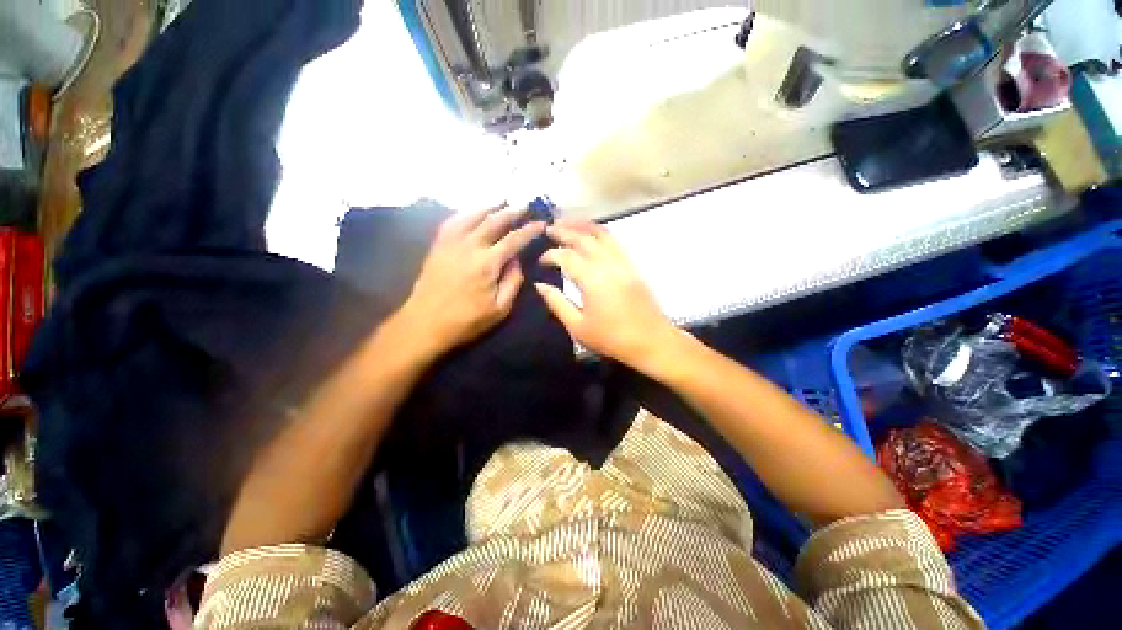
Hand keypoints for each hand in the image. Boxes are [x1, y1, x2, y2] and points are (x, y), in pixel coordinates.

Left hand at [396, 206, 544, 359]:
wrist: (425, 323)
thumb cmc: (466, 320)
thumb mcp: (500, 309)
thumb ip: (513, 282)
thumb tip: (516, 261)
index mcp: (488, 263)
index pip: (514, 240)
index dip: (529, 230)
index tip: (541, 223)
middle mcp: (470, 246)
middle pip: (494, 221)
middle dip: (512, 211)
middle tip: (525, 204)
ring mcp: (451, 243)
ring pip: (472, 216)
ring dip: (489, 205)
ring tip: (501, 199)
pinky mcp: (438, 245)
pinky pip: (453, 221)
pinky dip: (465, 212)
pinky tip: (472, 211)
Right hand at [536, 219, 679, 368]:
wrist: (651, 341)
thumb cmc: (611, 338)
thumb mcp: (578, 327)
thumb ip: (557, 303)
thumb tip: (540, 285)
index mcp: (592, 279)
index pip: (566, 256)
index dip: (550, 255)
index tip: (540, 260)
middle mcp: (608, 264)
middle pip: (584, 239)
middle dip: (564, 231)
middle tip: (548, 227)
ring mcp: (623, 263)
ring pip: (602, 235)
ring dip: (583, 226)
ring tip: (568, 221)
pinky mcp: (632, 266)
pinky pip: (615, 242)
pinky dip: (601, 233)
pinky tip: (592, 234)